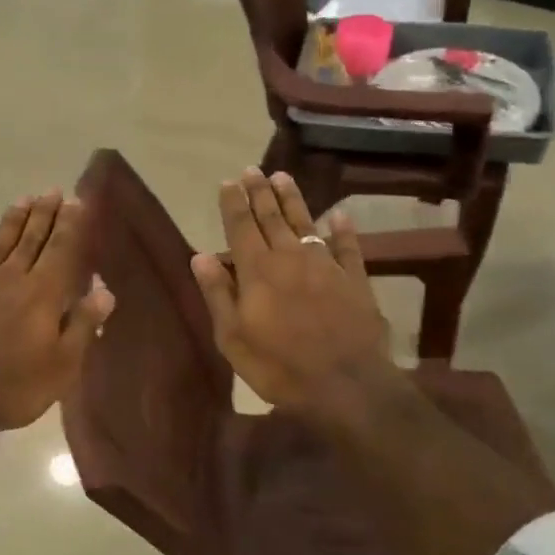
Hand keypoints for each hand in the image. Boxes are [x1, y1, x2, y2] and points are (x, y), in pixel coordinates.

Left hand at [0, 190, 114, 436]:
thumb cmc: (12, 389)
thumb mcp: (62, 366)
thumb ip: (83, 325)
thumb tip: (104, 290)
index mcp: (41, 295)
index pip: (61, 250)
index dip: (71, 225)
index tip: (77, 199)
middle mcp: (8, 280)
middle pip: (29, 240)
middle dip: (44, 214)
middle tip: (52, 190)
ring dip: (10, 224)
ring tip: (21, 200)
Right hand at [190, 169, 395, 413]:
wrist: (345, 385)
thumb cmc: (278, 366)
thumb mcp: (233, 337)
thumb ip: (218, 294)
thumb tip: (200, 256)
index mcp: (257, 270)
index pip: (241, 226)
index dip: (234, 203)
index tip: (228, 182)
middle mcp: (290, 257)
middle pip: (272, 217)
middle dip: (260, 192)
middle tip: (252, 170)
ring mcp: (325, 265)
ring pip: (305, 223)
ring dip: (293, 199)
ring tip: (283, 177)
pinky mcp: (354, 278)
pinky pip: (347, 246)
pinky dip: (342, 229)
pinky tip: (339, 216)